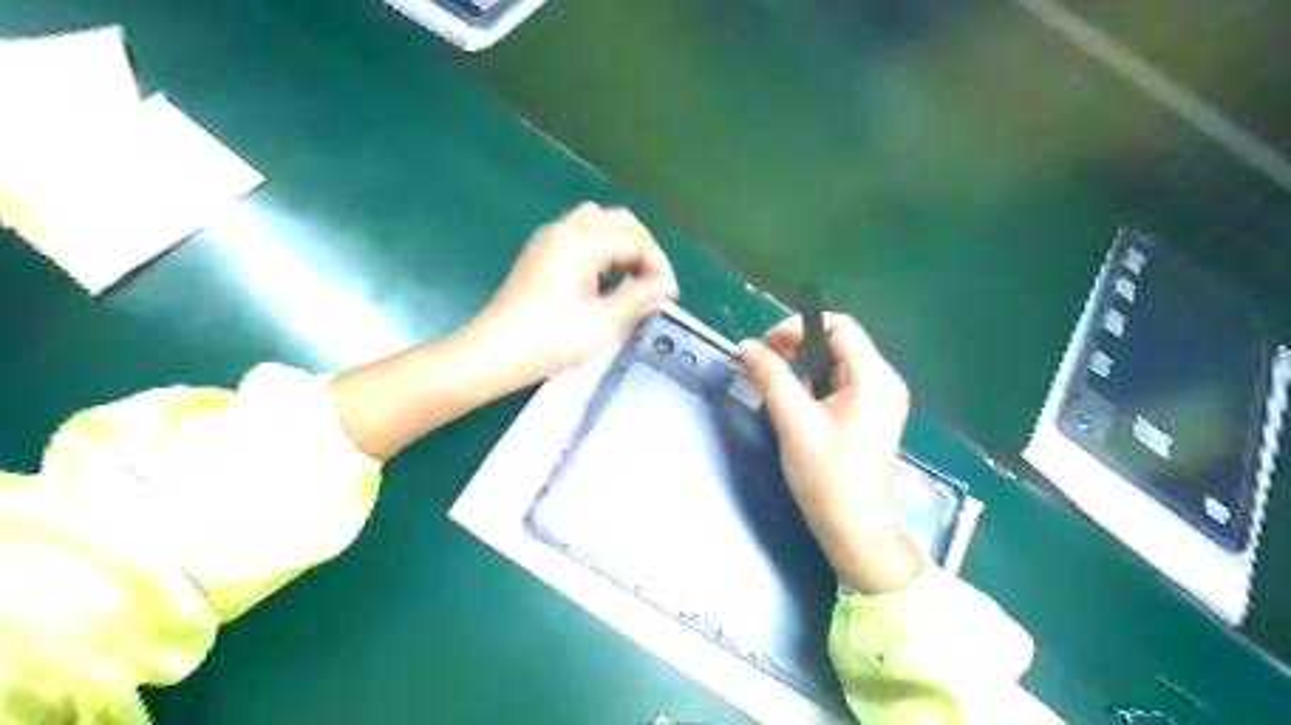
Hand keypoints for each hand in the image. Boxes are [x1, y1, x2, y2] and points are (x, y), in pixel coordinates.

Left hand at [328, 205, 674, 461]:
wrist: (495, 354)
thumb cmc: (549, 339)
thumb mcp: (602, 322)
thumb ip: (638, 298)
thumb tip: (663, 287)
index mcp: (579, 240)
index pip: (634, 240)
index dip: (658, 266)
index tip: (669, 297)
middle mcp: (563, 230)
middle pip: (617, 221)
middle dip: (643, 248)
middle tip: (655, 282)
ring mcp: (549, 241)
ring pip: (597, 225)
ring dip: (622, 245)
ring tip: (634, 279)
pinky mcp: (542, 257)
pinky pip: (581, 239)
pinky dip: (603, 252)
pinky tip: (608, 281)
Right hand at [737, 313, 928, 593]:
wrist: (853, 530)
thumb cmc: (827, 475)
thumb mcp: (794, 421)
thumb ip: (770, 376)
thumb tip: (745, 345)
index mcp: (874, 377)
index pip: (839, 325)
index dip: (799, 327)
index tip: (766, 346)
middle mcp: (882, 382)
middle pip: (836, 342)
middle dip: (796, 346)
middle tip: (762, 364)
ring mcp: (876, 400)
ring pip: (833, 364)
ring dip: (800, 367)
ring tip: (772, 384)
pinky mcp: (866, 416)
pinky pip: (835, 385)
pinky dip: (810, 385)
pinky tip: (791, 404)